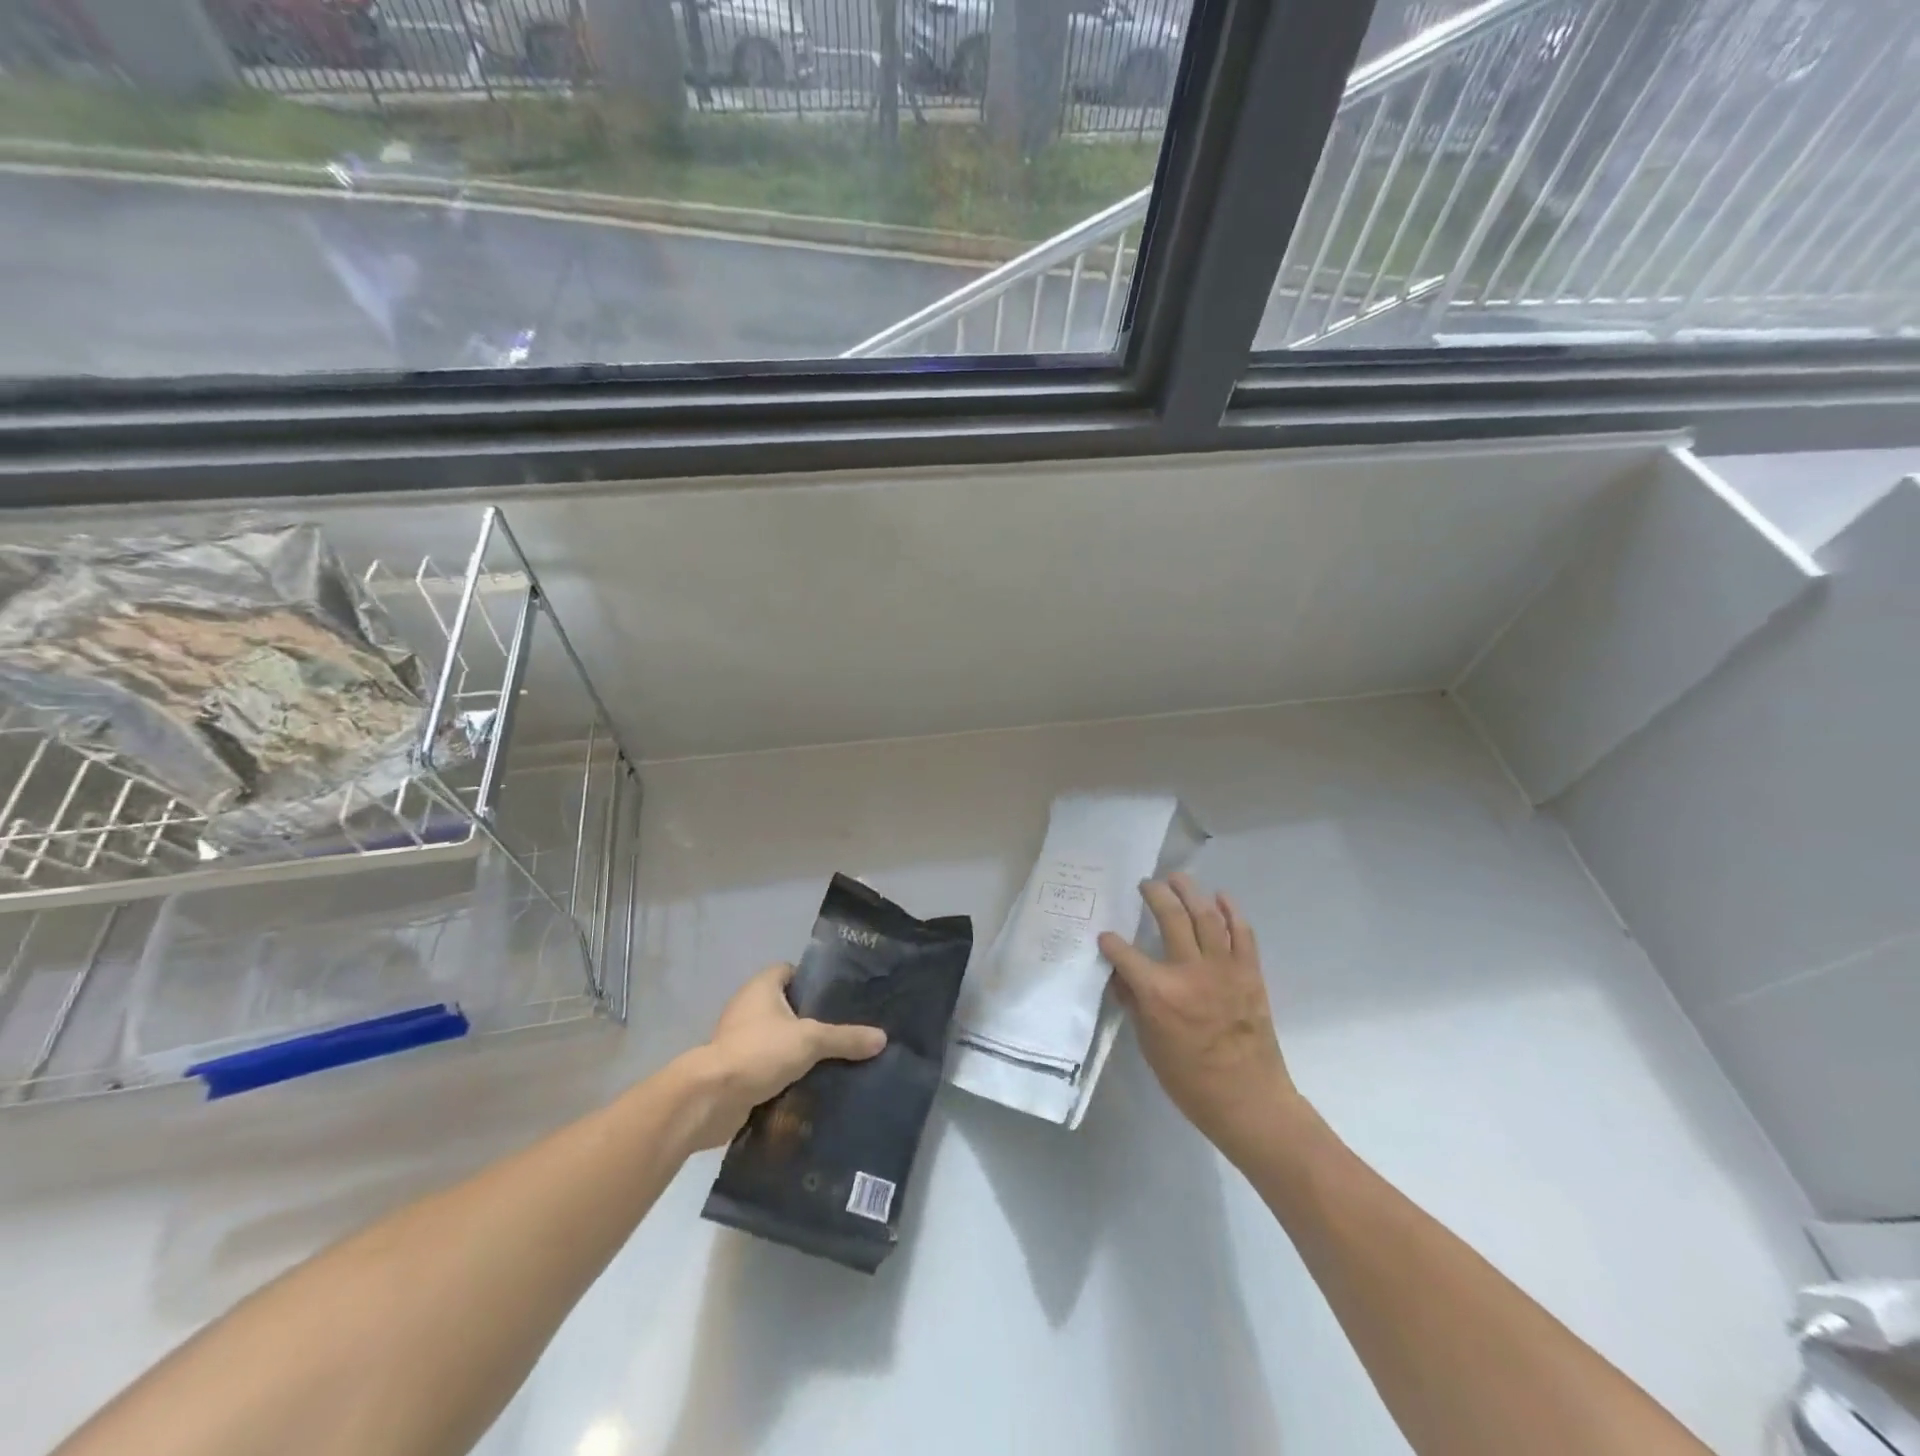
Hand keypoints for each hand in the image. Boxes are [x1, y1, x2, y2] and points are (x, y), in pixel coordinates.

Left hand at [679, 962, 886, 1148]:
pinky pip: (769, 1065)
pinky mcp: (737, 1070)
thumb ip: (845, 1037)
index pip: (792, 971)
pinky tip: (811, 1084)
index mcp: (762, 987)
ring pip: (779, 1038)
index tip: (840, 997)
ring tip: (834, 1058)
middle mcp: (748, 1007)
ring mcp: (740, 1039)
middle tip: (845, 1030)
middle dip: (813, 1019)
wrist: (710, 1099)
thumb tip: (882, 1038)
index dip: (814, 981)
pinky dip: (786, 1073)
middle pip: (788, 1006)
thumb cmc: (759, 1052)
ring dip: (799, 1049)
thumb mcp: (810, 1040)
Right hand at [1098, 873, 1300, 1159]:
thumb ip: (1135, 1004)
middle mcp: (1190, 971)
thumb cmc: (1190, 1080)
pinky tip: (1220, 897)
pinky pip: (1242, 934)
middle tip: (1145, 884)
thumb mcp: (1149, 1044)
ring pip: (1206, 916)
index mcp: (1159, 993)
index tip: (1105, 935)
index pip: (1125, 954)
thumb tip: (1121, 977)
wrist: (1249, 1100)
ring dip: (1190, 891)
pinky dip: (1232, 912)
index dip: (1111, 942)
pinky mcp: (1250, 973)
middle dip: (1154, 894)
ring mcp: (1224, 969)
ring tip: (1178, 878)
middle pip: (1170, 918)